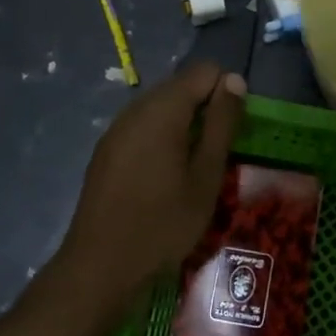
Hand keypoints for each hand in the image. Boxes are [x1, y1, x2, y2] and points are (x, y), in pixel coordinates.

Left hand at [57, 61, 246, 302]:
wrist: (101, 264)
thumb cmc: (164, 222)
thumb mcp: (206, 175)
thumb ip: (221, 124)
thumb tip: (234, 81)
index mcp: (163, 109)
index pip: (205, 70)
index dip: (226, 93)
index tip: (233, 132)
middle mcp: (135, 109)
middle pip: (181, 87)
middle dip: (206, 109)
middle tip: (218, 155)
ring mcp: (116, 129)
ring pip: (161, 109)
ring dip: (184, 127)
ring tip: (194, 170)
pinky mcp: (106, 151)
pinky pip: (143, 129)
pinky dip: (162, 140)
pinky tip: (165, 178)